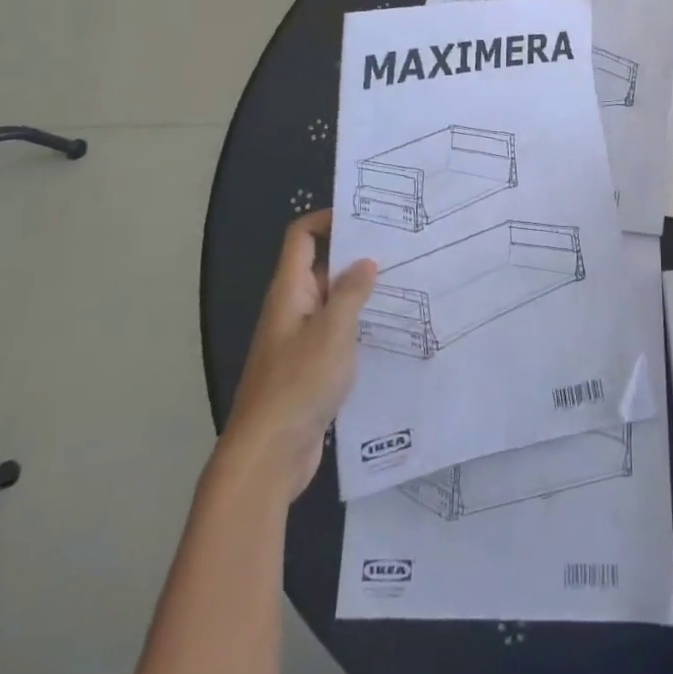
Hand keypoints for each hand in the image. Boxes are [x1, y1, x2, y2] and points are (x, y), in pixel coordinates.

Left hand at [221, 210, 377, 501]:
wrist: (268, 456)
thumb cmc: (298, 384)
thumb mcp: (333, 331)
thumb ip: (351, 292)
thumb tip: (365, 262)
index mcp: (289, 291)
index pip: (302, 237)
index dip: (328, 219)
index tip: (367, 218)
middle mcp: (292, 309)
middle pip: (320, 266)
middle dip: (355, 254)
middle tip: (399, 247)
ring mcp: (299, 340)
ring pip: (331, 301)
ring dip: (361, 292)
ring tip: (404, 283)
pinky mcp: (310, 368)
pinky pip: (336, 333)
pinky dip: (358, 325)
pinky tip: (390, 329)